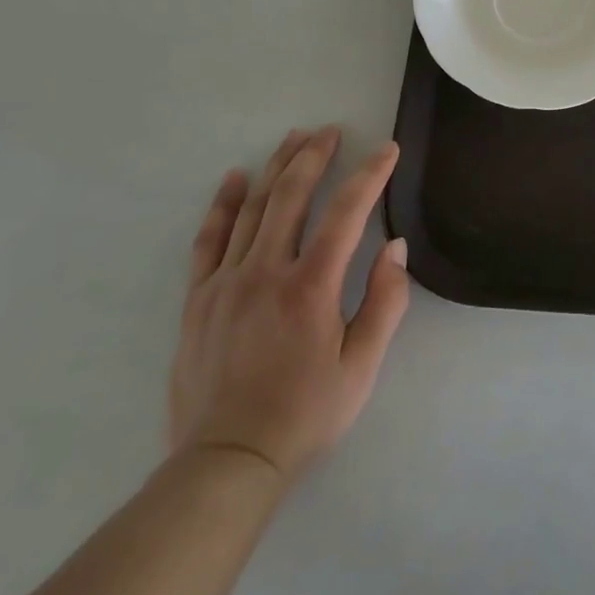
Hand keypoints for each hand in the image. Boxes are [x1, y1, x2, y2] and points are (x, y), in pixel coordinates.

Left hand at [167, 127, 410, 482]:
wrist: (228, 463)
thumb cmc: (305, 414)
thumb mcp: (362, 367)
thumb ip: (385, 302)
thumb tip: (396, 247)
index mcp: (311, 286)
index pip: (347, 212)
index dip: (370, 174)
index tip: (387, 150)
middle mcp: (266, 271)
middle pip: (292, 195)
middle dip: (315, 156)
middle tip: (331, 131)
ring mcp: (226, 281)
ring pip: (254, 207)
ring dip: (276, 167)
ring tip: (294, 138)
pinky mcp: (198, 298)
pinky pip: (210, 239)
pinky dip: (224, 204)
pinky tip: (235, 179)